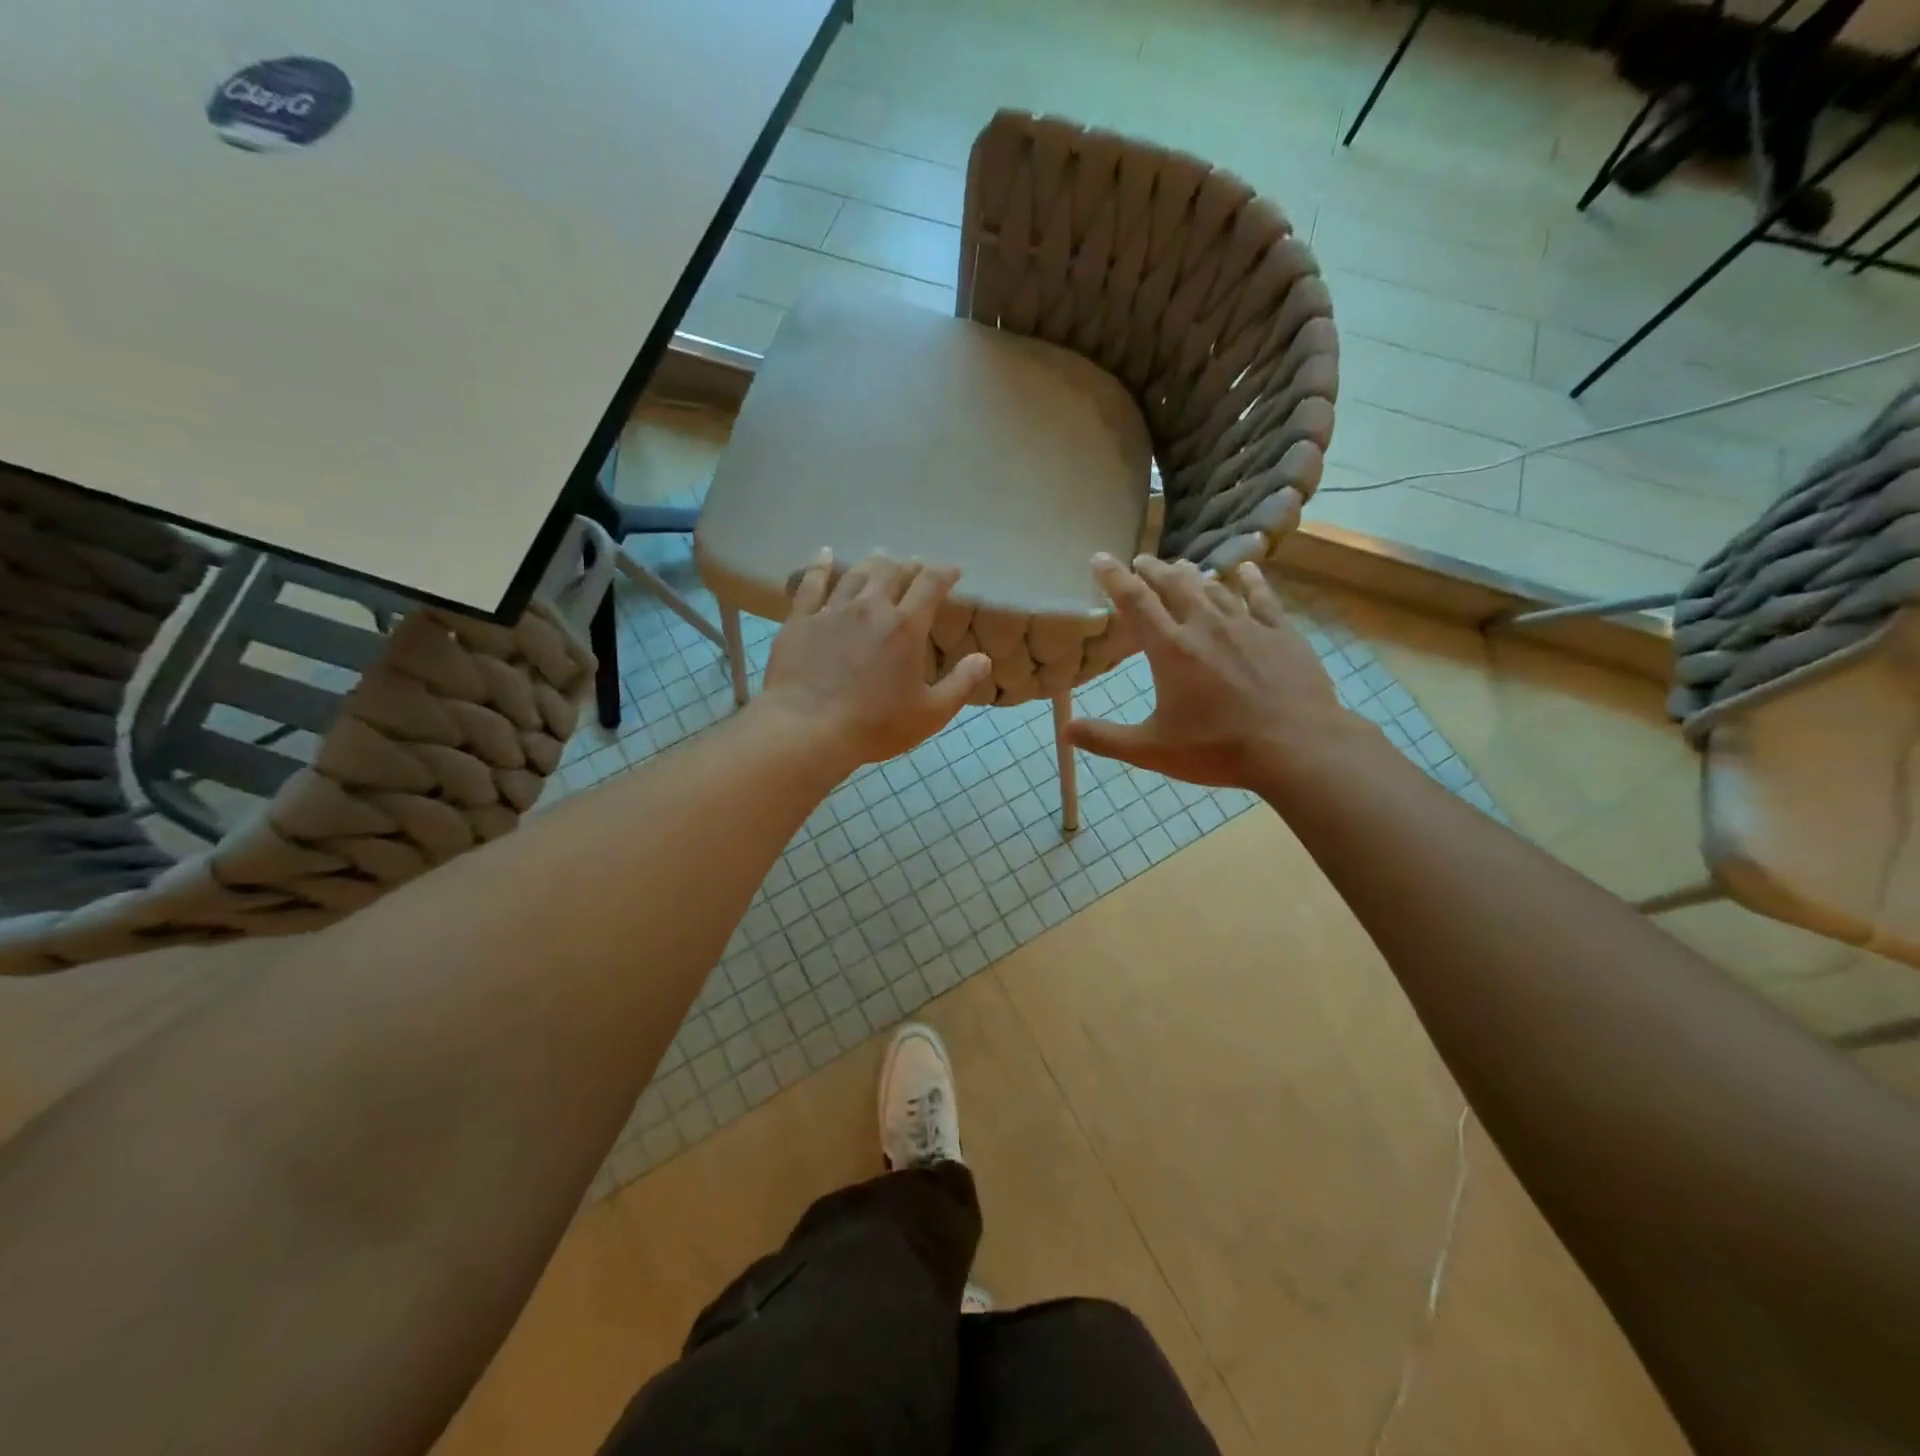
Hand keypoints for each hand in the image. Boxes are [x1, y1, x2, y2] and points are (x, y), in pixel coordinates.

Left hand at [758, 551, 990, 768]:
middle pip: (891, 571)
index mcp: (905, 627)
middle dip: (908, 566)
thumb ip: (960, 684)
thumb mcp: (930, 714)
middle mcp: (870, 608)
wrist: (807, 729)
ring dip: (872, 564)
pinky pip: (811, 583)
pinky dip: (820, 566)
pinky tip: (825, 554)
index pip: (930, 584)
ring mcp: (832, 611)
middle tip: (913, 568)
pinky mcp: (800, 620)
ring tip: (879, 559)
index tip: (953, 571)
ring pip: (855, 574)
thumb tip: (984, 659)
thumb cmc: (874, 725)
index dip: (944, 573)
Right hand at [1064, 553, 1357, 788]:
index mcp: (1171, 649)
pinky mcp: (1281, 632)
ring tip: (1181, 567)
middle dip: (1153, 569)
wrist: (1297, 747)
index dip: (1114, 577)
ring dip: (1192, 574)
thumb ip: (1106, 738)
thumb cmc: (1218, 748)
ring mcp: (1247, 625)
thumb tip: (1065, 732)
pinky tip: (1245, 568)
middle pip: (1174, 584)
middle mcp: (1206, 626)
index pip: (1135, 601)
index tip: (1101, 558)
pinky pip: (1261, 596)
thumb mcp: (1152, 750)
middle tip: (1141, 561)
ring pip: (1213, 587)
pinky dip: (1249, 579)